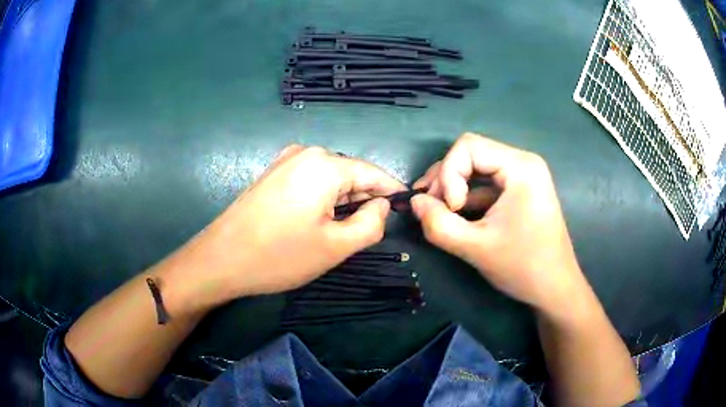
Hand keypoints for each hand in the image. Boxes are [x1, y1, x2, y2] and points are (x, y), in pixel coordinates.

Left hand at [164, 145, 404, 310]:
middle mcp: (306, 152)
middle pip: (351, 175)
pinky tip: (316, 221)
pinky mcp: (273, 173)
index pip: (374, 173)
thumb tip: (383, 206)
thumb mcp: (336, 246)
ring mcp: (286, 160)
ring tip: (340, 231)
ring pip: (330, 179)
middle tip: (368, 232)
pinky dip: (322, 199)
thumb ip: (371, 223)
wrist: (221, 259)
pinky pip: (310, 181)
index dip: (392, 192)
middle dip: (364, 200)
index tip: (408, 208)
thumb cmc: (279, 255)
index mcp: (326, 164)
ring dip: (342, 202)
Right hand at [410, 133, 586, 316]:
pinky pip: (485, 183)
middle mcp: (523, 162)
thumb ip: (438, 224)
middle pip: (470, 154)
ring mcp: (522, 176)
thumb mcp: (476, 248)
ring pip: (475, 168)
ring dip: (452, 187)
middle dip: (446, 179)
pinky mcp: (519, 191)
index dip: (448, 174)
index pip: (468, 146)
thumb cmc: (523, 267)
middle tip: (430, 209)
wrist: (555, 288)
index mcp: (520, 167)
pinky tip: (454, 215)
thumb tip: (413, 202)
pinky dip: (466, 196)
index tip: (450, 210)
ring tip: (437, 212)